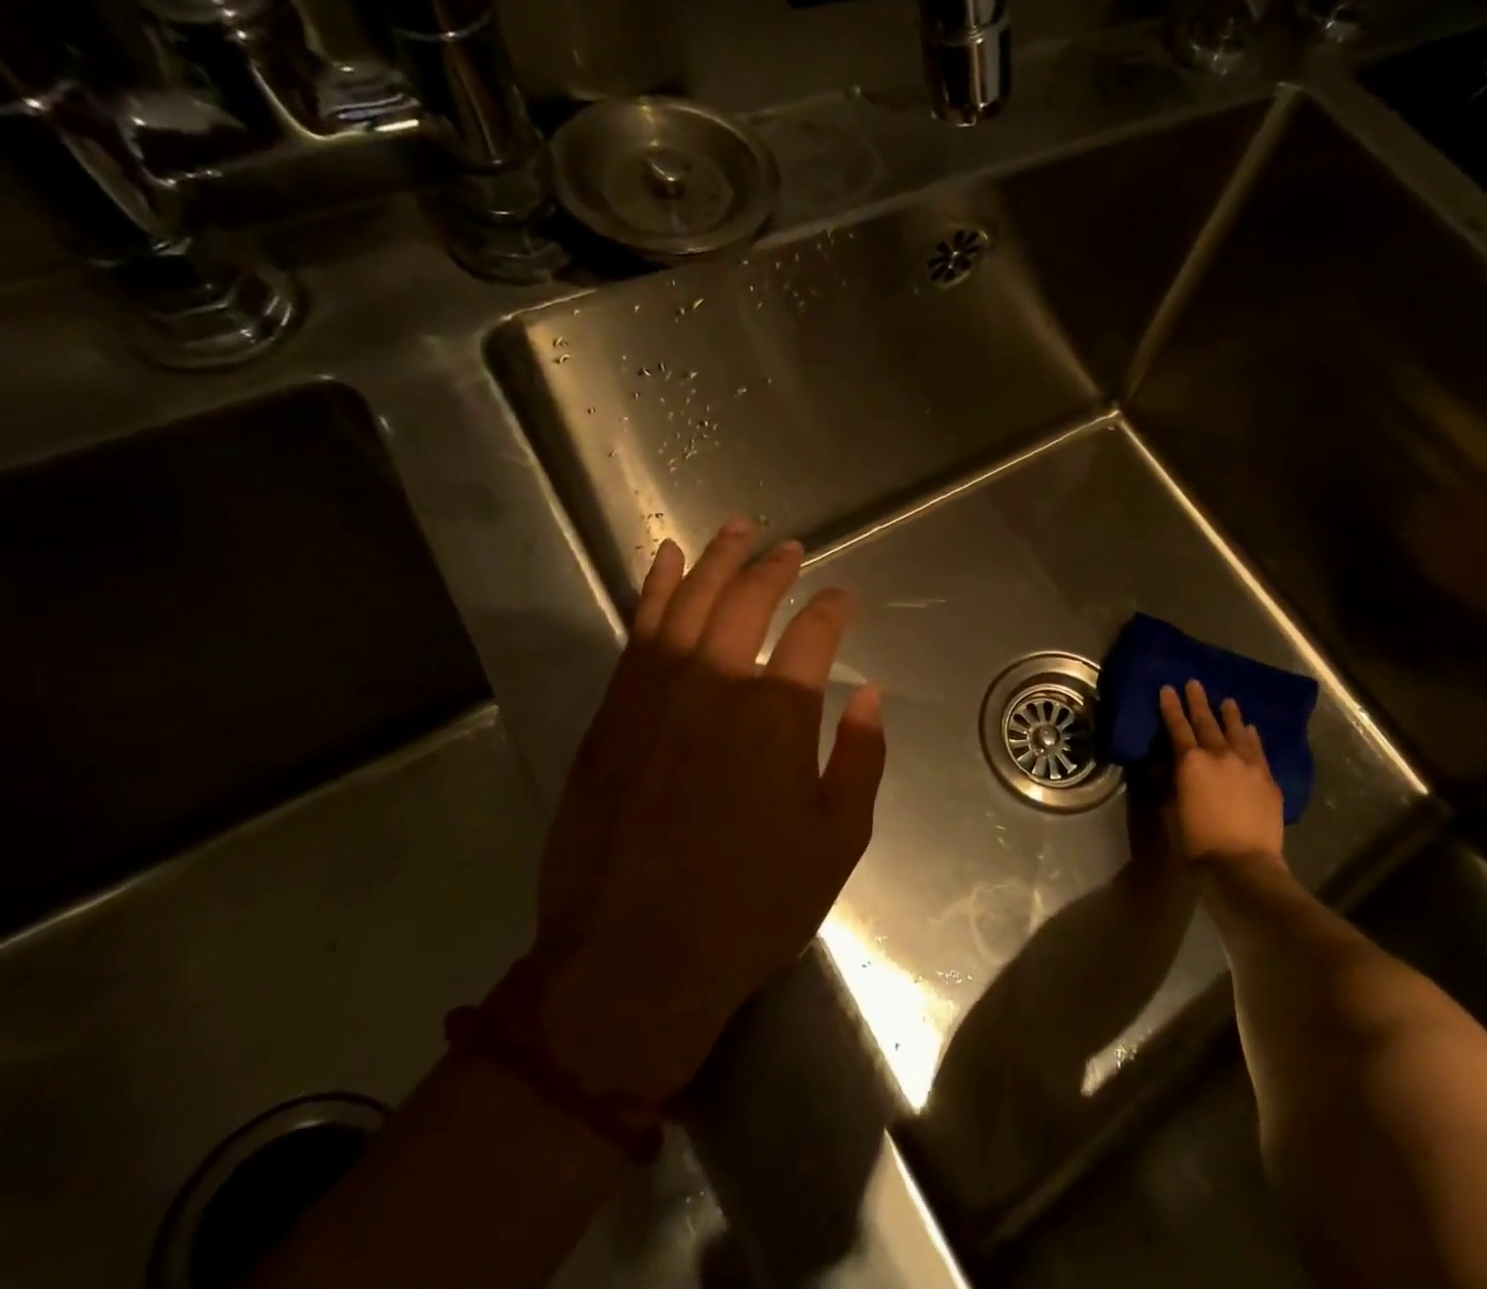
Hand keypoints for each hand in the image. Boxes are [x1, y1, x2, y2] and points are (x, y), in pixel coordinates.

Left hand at [532, 519, 885, 1105]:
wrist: (633, 961)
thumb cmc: (750, 905)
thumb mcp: (837, 841)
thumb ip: (861, 758)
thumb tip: (868, 694)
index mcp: (779, 714)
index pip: (814, 633)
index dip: (833, 608)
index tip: (843, 598)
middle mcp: (717, 684)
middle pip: (748, 600)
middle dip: (774, 568)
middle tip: (790, 549)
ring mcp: (657, 692)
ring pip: (690, 601)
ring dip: (716, 559)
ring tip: (737, 529)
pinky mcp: (614, 710)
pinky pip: (637, 630)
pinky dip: (653, 588)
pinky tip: (664, 560)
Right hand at [1159, 680, 1285, 867]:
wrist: (1243, 864)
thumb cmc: (1197, 842)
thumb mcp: (1170, 813)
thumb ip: (1169, 786)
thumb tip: (1165, 769)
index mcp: (1190, 761)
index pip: (1177, 726)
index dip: (1171, 706)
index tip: (1168, 688)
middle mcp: (1219, 754)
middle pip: (1206, 721)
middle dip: (1198, 701)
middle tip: (1194, 683)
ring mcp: (1247, 764)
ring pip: (1237, 731)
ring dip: (1230, 715)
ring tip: (1227, 701)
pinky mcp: (1268, 779)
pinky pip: (1258, 750)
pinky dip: (1252, 736)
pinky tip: (1251, 729)